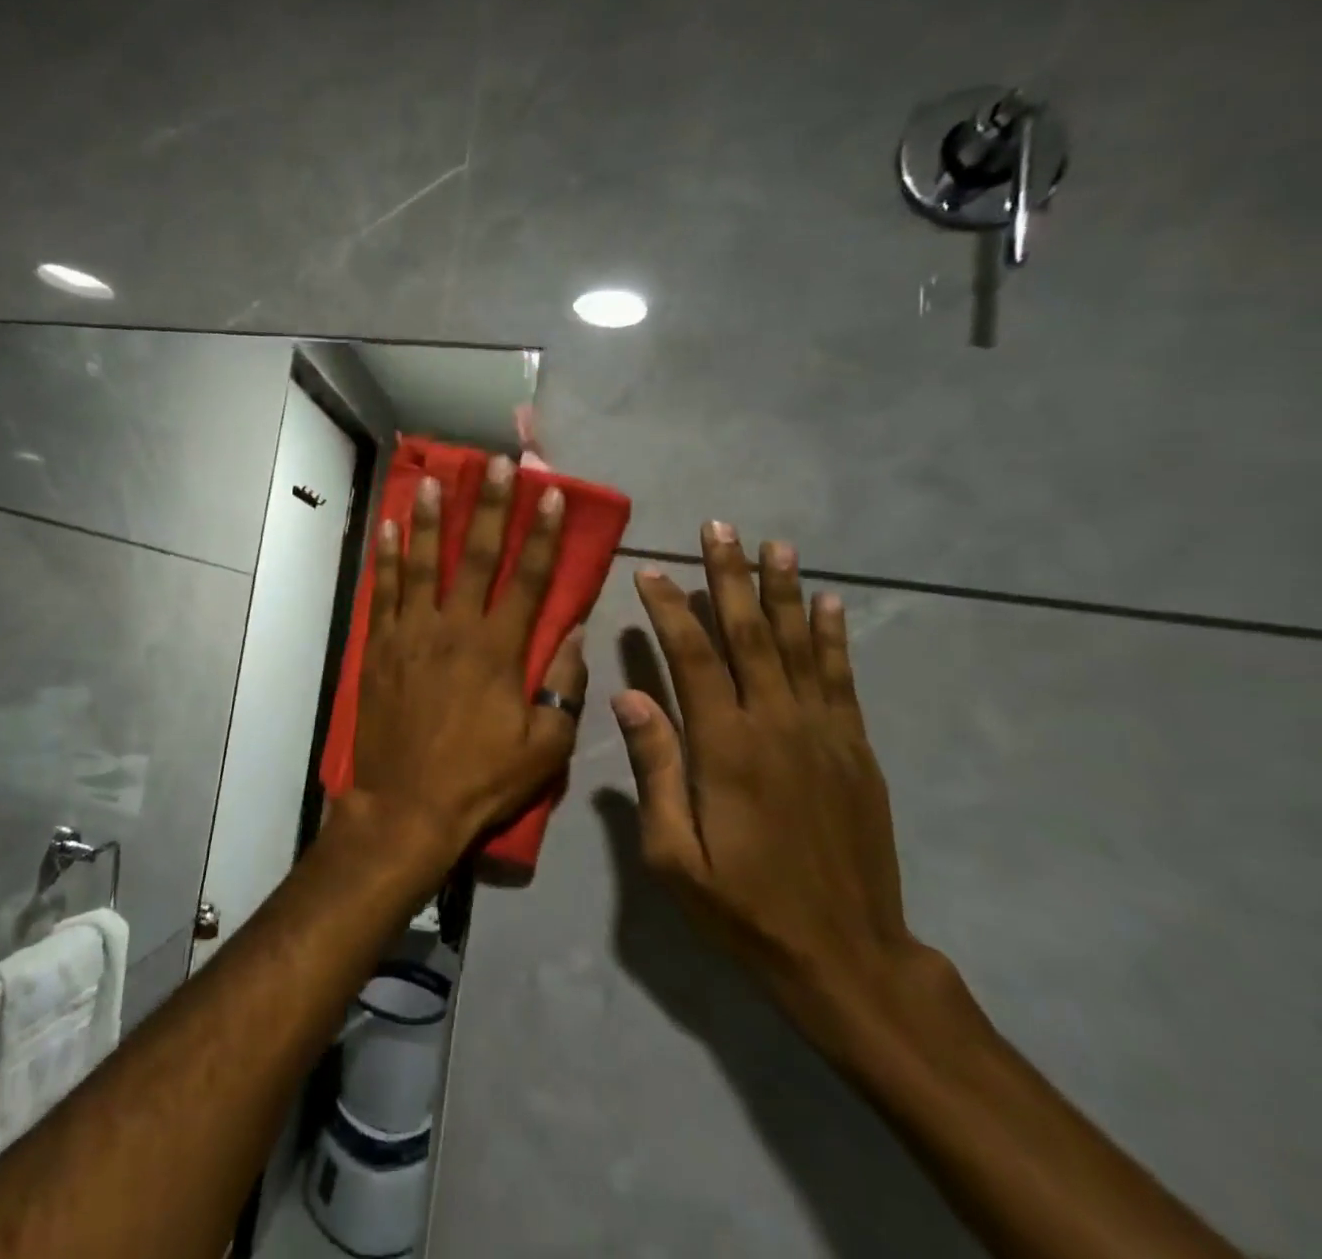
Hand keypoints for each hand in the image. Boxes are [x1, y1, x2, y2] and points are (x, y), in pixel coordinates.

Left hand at [351, 457, 587, 864]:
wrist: (406, 805)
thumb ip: (563, 687)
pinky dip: (387, 558)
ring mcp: (412, 633)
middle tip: (495, 464)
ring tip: (435, 479)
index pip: (527, 579)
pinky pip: (384, 592)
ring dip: (431, 519)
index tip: (549, 493)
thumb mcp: (545, 746)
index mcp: (498, 650)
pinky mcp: (381, 647)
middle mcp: (455, 628)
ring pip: (424, 563)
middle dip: (489, 506)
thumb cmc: (480, 779)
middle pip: (476, 556)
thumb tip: (575, 636)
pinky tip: (390, 528)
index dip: (541, 534)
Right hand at [611, 521, 951, 1045]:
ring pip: (800, 645)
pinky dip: (834, 638)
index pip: (693, 658)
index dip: (670, 609)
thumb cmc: (742, 908)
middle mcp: (776, 725)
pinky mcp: (856, 750)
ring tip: (776, 545)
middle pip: (750, 634)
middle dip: (730, 577)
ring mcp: (823, 734)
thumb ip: (654, 769)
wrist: (845, 957)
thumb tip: (628, 695)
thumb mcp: (674, 854)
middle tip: (719, 527)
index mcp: (726, 747)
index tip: (651, 570)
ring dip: (784, 591)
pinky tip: (829, 603)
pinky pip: (842, 680)